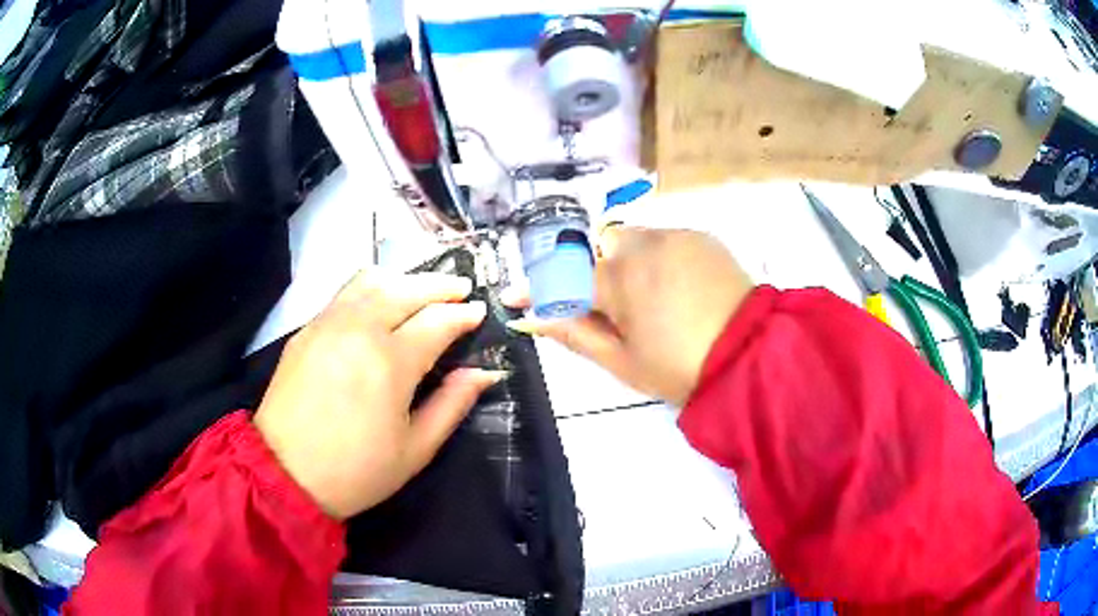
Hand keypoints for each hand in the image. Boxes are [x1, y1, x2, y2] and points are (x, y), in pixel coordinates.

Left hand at [255, 270, 502, 519]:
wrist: (285, 473)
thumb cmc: (356, 470)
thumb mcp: (415, 449)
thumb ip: (453, 404)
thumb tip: (484, 372)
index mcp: (390, 362)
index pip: (438, 319)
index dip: (464, 314)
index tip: (481, 313)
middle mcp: (359, 329)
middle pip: (406, 288)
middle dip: (440, 285)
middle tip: (461, 290)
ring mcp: (328, 324)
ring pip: (372, 280)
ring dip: (404, 279)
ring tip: (422, 291)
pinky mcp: (306, 329)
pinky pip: (345, 293)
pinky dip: (372, 288)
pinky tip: (380, 304)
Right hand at [508, 226, 753, 405]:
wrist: (752, 355)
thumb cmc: (681, 368)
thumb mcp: (622, 361)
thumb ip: (574, 333)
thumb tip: (532, 319)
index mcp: (619, 280)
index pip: (561, 277)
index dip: (534, 289)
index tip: (514, 298)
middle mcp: (642, 245)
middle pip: (596, 247)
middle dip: (590, 271)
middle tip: (607, 307)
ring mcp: (675, 235)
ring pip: (630, 238)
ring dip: (623, 262)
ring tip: (648, 299)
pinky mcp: (700, 236)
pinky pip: (662, 238)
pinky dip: (654, 258)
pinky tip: (674, 287)